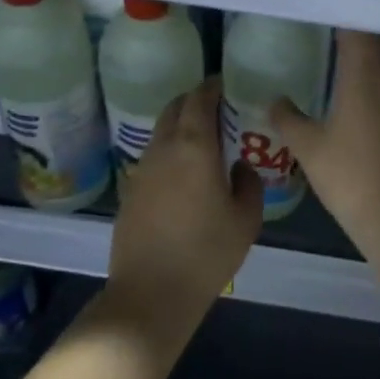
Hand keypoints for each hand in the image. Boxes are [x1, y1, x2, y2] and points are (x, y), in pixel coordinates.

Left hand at [106, 77, 261, 345]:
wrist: (151, 293)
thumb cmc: (206, 253)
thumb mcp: (246, 219)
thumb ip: (249, 183)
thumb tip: (239, 166)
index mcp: (193, 146)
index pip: (199, 99)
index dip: (213, 86)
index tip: (228, 84)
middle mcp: (163, 149)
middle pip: (174, 108)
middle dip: (194, 101)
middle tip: (219, 109)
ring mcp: (142, 169)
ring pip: (161, 132)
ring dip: (180, 126)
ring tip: (205, 141)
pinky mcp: (130, 190)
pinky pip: (153, 156)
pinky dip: (169, 151)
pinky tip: (185, 173)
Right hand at [271, 30, 379, 231]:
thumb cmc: (350, 174)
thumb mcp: (308, 146)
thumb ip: (288, 118)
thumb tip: (274, 100)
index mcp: (365, 72)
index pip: (358, 25)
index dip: (340, 11)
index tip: (319, 7)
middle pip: (378, 36)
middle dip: (356, 27)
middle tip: (326, 27)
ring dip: (369, 50)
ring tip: (339, 52)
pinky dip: (376, 73)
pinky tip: (356, 87)